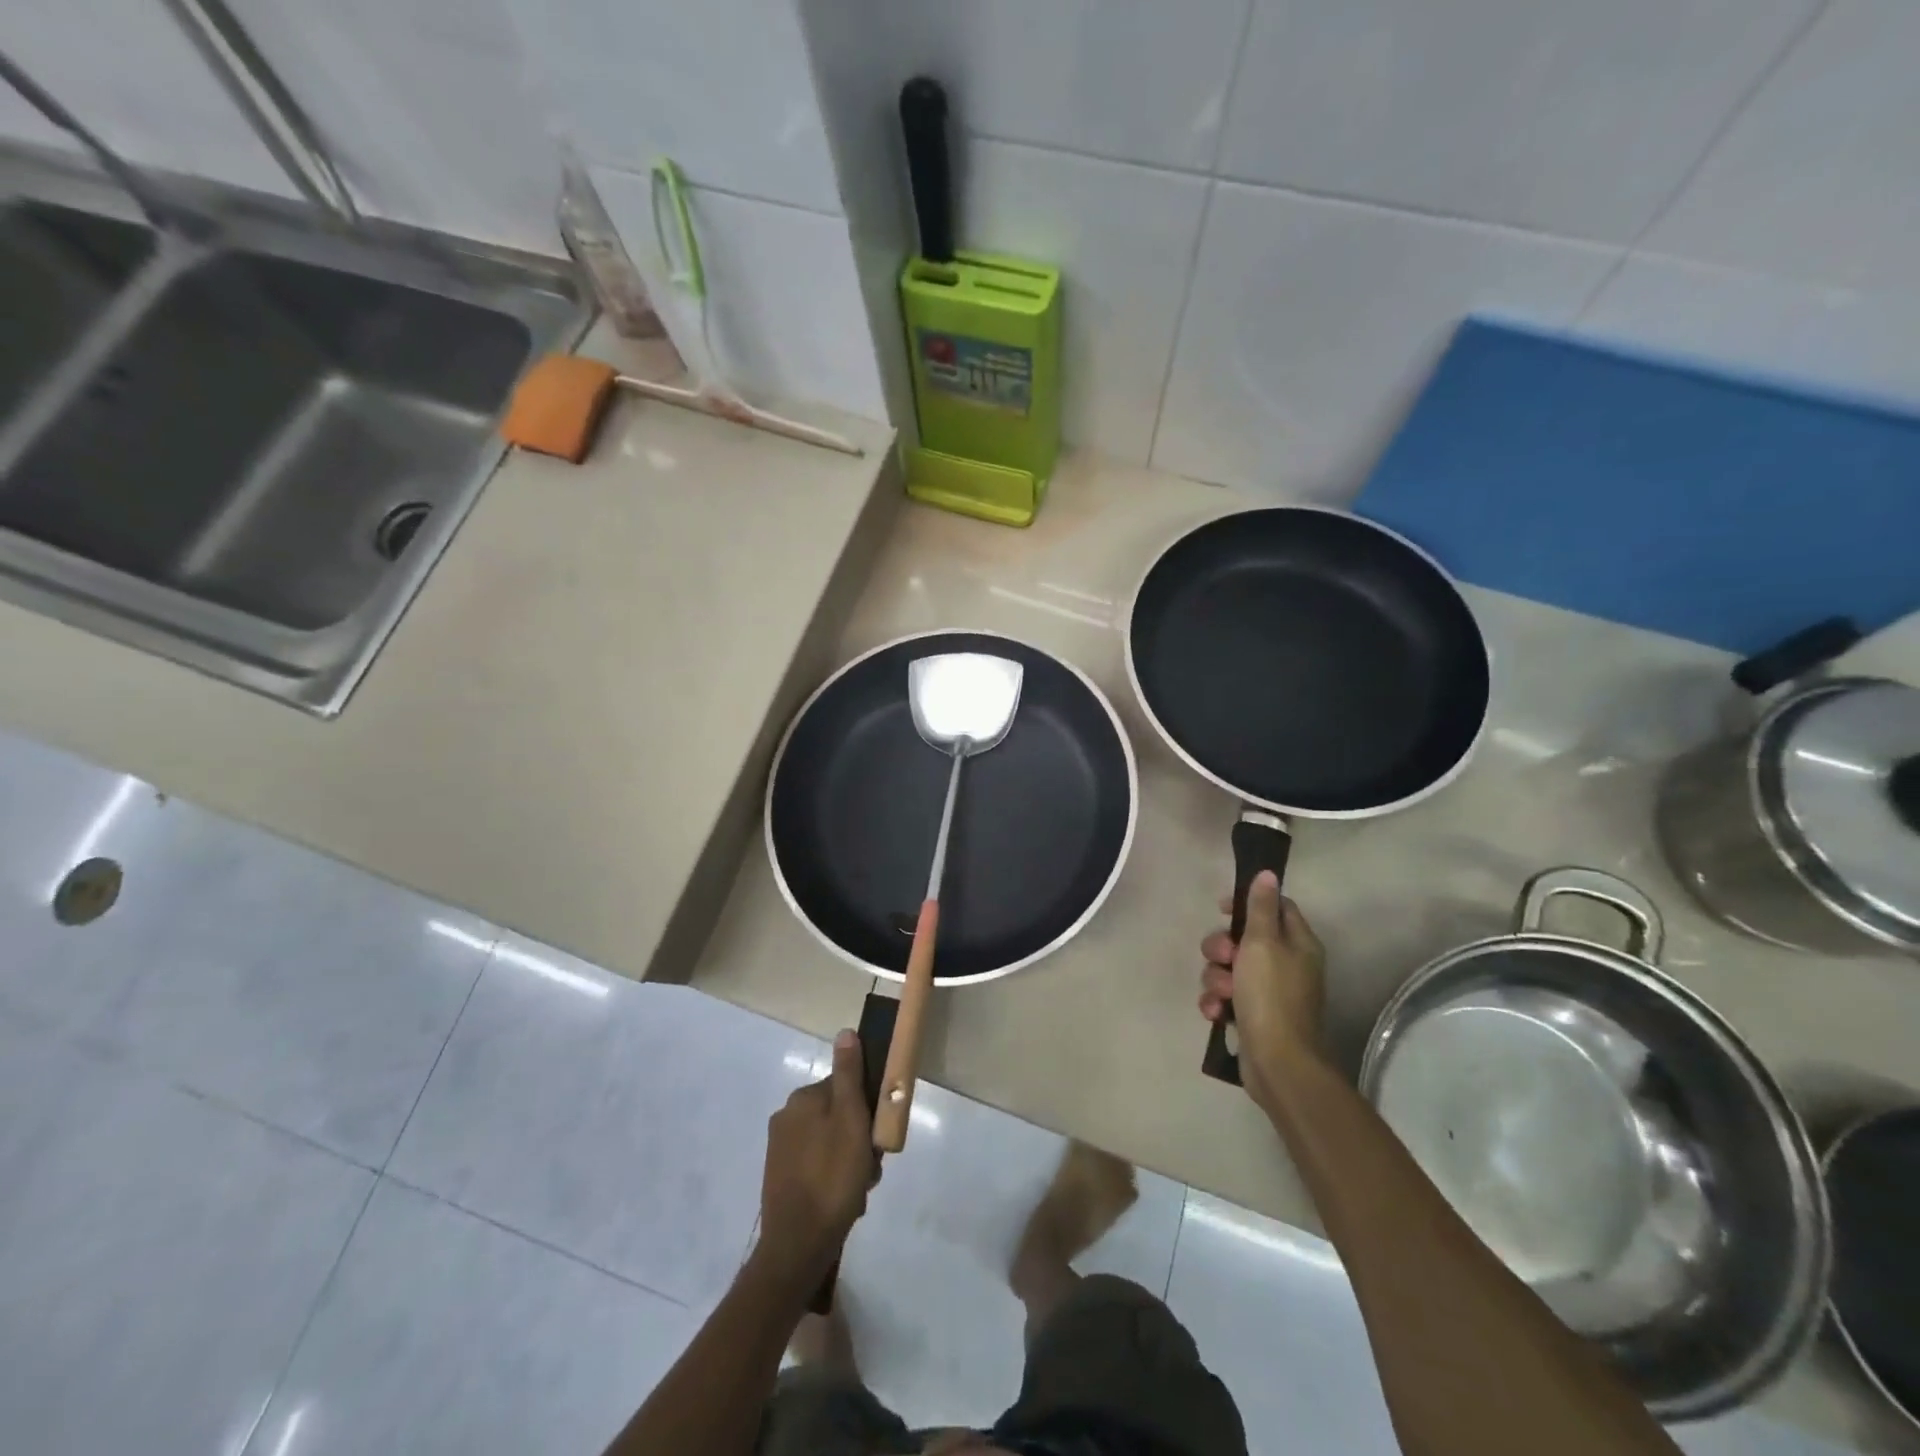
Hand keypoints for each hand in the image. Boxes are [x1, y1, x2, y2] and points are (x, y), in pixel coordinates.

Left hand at [757, 1029, 877, 1282]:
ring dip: (849, 1161)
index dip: (867, 1110)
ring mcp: (781, 1148)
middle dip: (858, 1139)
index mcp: (802, 1099)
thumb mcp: (851, 1119)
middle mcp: (787, 1116)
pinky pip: (817, 1165)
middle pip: (838, 1115)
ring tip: (859, 1188)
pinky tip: (844, 1199)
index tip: (876, 1135)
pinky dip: (833, 1177)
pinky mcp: (780, 1176)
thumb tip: (845, 1032)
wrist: (798, 1245)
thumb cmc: (832, 1176)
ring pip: (831, 1142)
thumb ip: (849, 1075)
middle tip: (869, 1167)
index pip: (845, 1087)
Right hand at [1199, 871, 1327, 1103]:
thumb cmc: (1272, 996)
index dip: (1247, 903)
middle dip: (1222, 947)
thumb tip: (1268, 873)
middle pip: (1245, 938)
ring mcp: (1269, 992)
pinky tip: (1215, 1012)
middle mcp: (1286, 964)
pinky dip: (1217, 1001)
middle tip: (1222, 958)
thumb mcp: (1263, 943)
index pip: (1275, 907)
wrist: (1278, 1063)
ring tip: (1221, 994)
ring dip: (1216, 978)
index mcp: (1297, 943)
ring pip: (1229, 968)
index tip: (1222, 908)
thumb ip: (1262, 908)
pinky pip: (1226, 996)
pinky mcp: (1252, 1015)